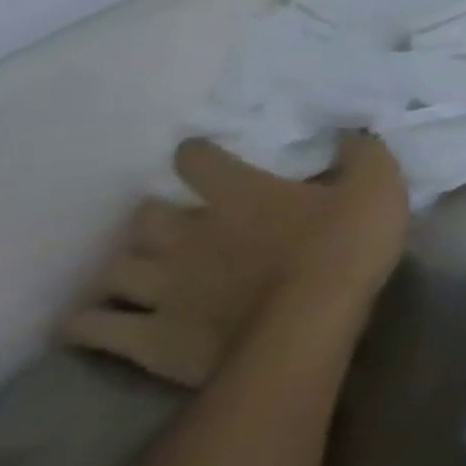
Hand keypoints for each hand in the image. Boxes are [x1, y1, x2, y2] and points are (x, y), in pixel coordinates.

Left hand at [62, 134, 409, 387]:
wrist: (309, 324)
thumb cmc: (344, 246)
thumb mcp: (376, 187)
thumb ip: (362, 154)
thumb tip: (349, 131)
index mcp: (240, 194)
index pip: (199, 161)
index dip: (198, 154)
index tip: (202, 153)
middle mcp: (187, 233)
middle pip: (146, 217)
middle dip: (157, 215)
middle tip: (177, 220)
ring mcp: (161, 287)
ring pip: (115, 270)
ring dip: (126, 266)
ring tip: (139, 270)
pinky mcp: (149, 335)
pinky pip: (93, 327)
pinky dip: (89, 321)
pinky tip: (98, 320)